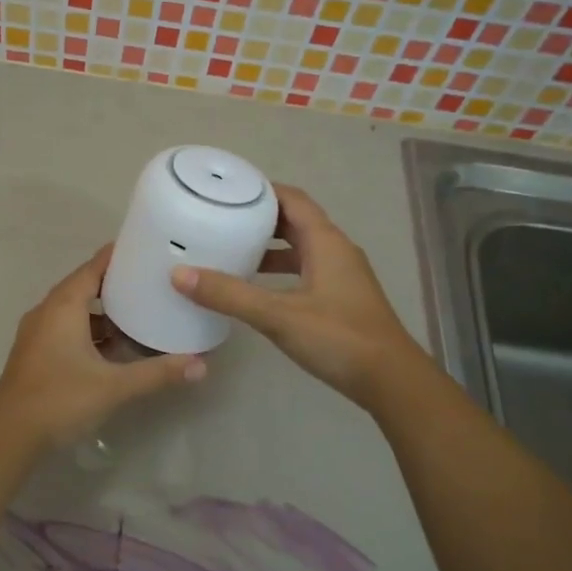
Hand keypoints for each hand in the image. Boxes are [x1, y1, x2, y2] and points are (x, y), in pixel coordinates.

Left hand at [0, 244, 206, 450]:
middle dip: (116, 284)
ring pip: (75, 311)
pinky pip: (67, 329)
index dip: (118, 255)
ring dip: (103, 313)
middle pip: (84, 286)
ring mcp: (38, 333)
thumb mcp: (114, 386)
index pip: (93, 267)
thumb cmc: (61, 400)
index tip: (146, 248)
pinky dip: (91, 332)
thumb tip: (201, 364)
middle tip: (151, 282)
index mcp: (63, 306)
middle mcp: (47, 312)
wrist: (10, 437)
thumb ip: (158, 373)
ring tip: (139, 314)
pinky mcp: (36, 354)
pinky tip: (114, 349)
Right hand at [171, 185, 421, 414]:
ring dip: (270, 246)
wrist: (391, 381)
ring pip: (301, 248)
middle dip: (260, 217)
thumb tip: (180, 274)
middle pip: (296, 221)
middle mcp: (337, 251)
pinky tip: (257, 288)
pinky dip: (280, 270)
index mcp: (326, 242)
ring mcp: (342, 276)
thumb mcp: (278, 315)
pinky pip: (305, 270)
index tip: (227, 190)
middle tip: (221, 218)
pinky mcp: (341, 298)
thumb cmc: (338, 338)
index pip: (293, 199)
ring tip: (232, 250)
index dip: (262, 189)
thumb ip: (230, 295)